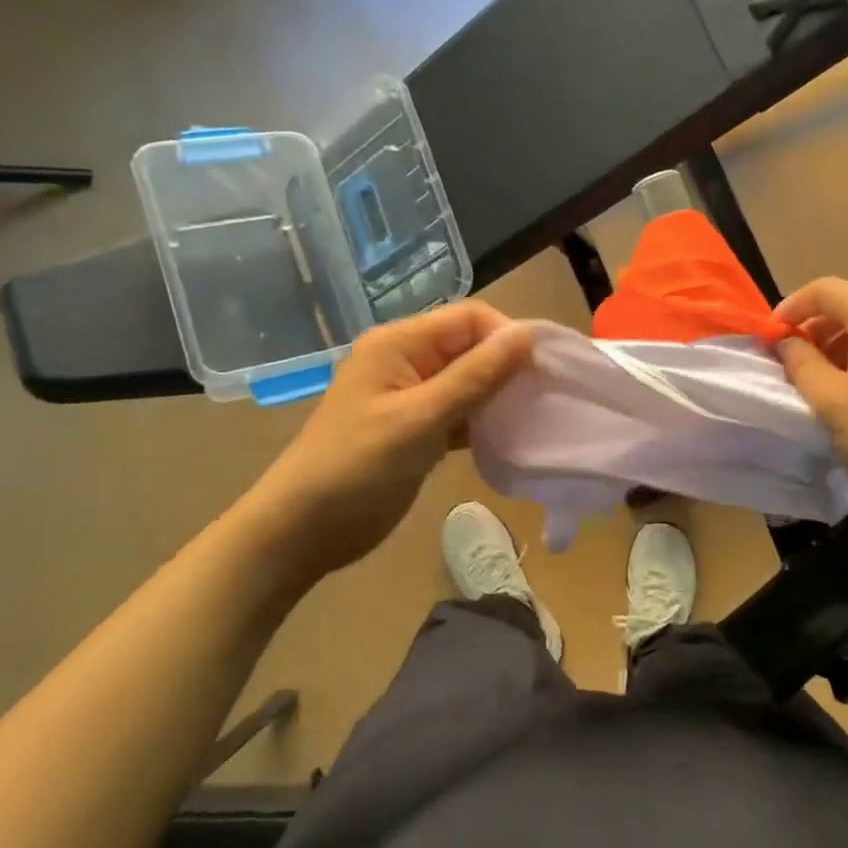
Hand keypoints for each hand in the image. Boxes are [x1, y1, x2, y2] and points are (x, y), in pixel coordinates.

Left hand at [237, 302, 533, 576]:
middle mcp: (406, 360)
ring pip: (468, 382)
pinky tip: (507, 439)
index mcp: (400, 344)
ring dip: (498, 396)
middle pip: (470, 347)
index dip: (507, 337)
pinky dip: (482, 422)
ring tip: (532, 419)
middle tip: (544, 398)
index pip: (469, 318)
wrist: (304, 528)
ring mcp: (410, 396)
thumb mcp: (420, 419)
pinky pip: (459, 412)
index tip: (542, 371)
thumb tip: (526, 334)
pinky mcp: (416, 428)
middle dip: (507, 367)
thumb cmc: (358, 467)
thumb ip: (475, 376)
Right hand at [774, 277, 847, 521]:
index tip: (771, 334)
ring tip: (813, 370)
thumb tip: (786, 341)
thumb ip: (800, 361)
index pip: (826, 289)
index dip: (792, 306)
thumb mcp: (828, 399)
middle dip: (813, 323)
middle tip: (788, 354)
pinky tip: (845, 378)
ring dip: (834, 337)